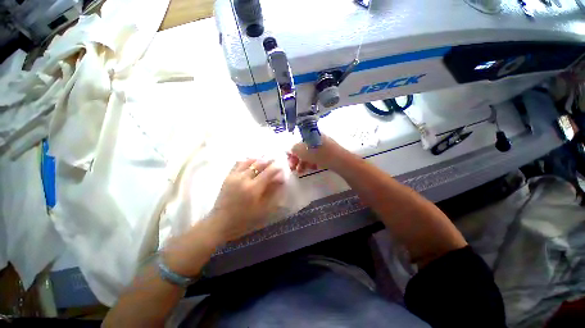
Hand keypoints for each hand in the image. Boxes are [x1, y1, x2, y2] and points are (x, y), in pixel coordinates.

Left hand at [210, 158, 284, 241]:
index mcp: (253, 188)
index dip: (276, 168)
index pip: (268, 172)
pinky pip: (238, 163)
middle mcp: (243, 179)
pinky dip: (246, 160)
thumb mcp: (262, 207)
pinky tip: (251, 162)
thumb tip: (280, 179)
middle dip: (268, 161)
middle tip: (275, 160)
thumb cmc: (245, 218)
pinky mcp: (227, 176)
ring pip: (248, 161)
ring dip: (258, 159)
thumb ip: (272, 191)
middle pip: (258, 164)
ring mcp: (234, 176)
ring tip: (264, 159)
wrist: (222, 221)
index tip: (281, 166)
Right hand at [288, 135, 342, 173]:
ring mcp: (323, 146)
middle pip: (303, 149)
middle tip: (293, 168)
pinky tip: (312, 168)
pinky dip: (312, 163)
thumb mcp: (305, 151)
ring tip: (301, 171)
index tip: (289, 160)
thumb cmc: (321, 155)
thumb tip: (289, 149)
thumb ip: (294, 149)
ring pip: (309, 154)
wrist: (341, 162)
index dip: (292, 151)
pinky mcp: (327, 154)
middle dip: (296, 159)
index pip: (297, 141)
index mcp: (311, 135)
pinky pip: (316, 157)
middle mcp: (316, 139)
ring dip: (303, 163)